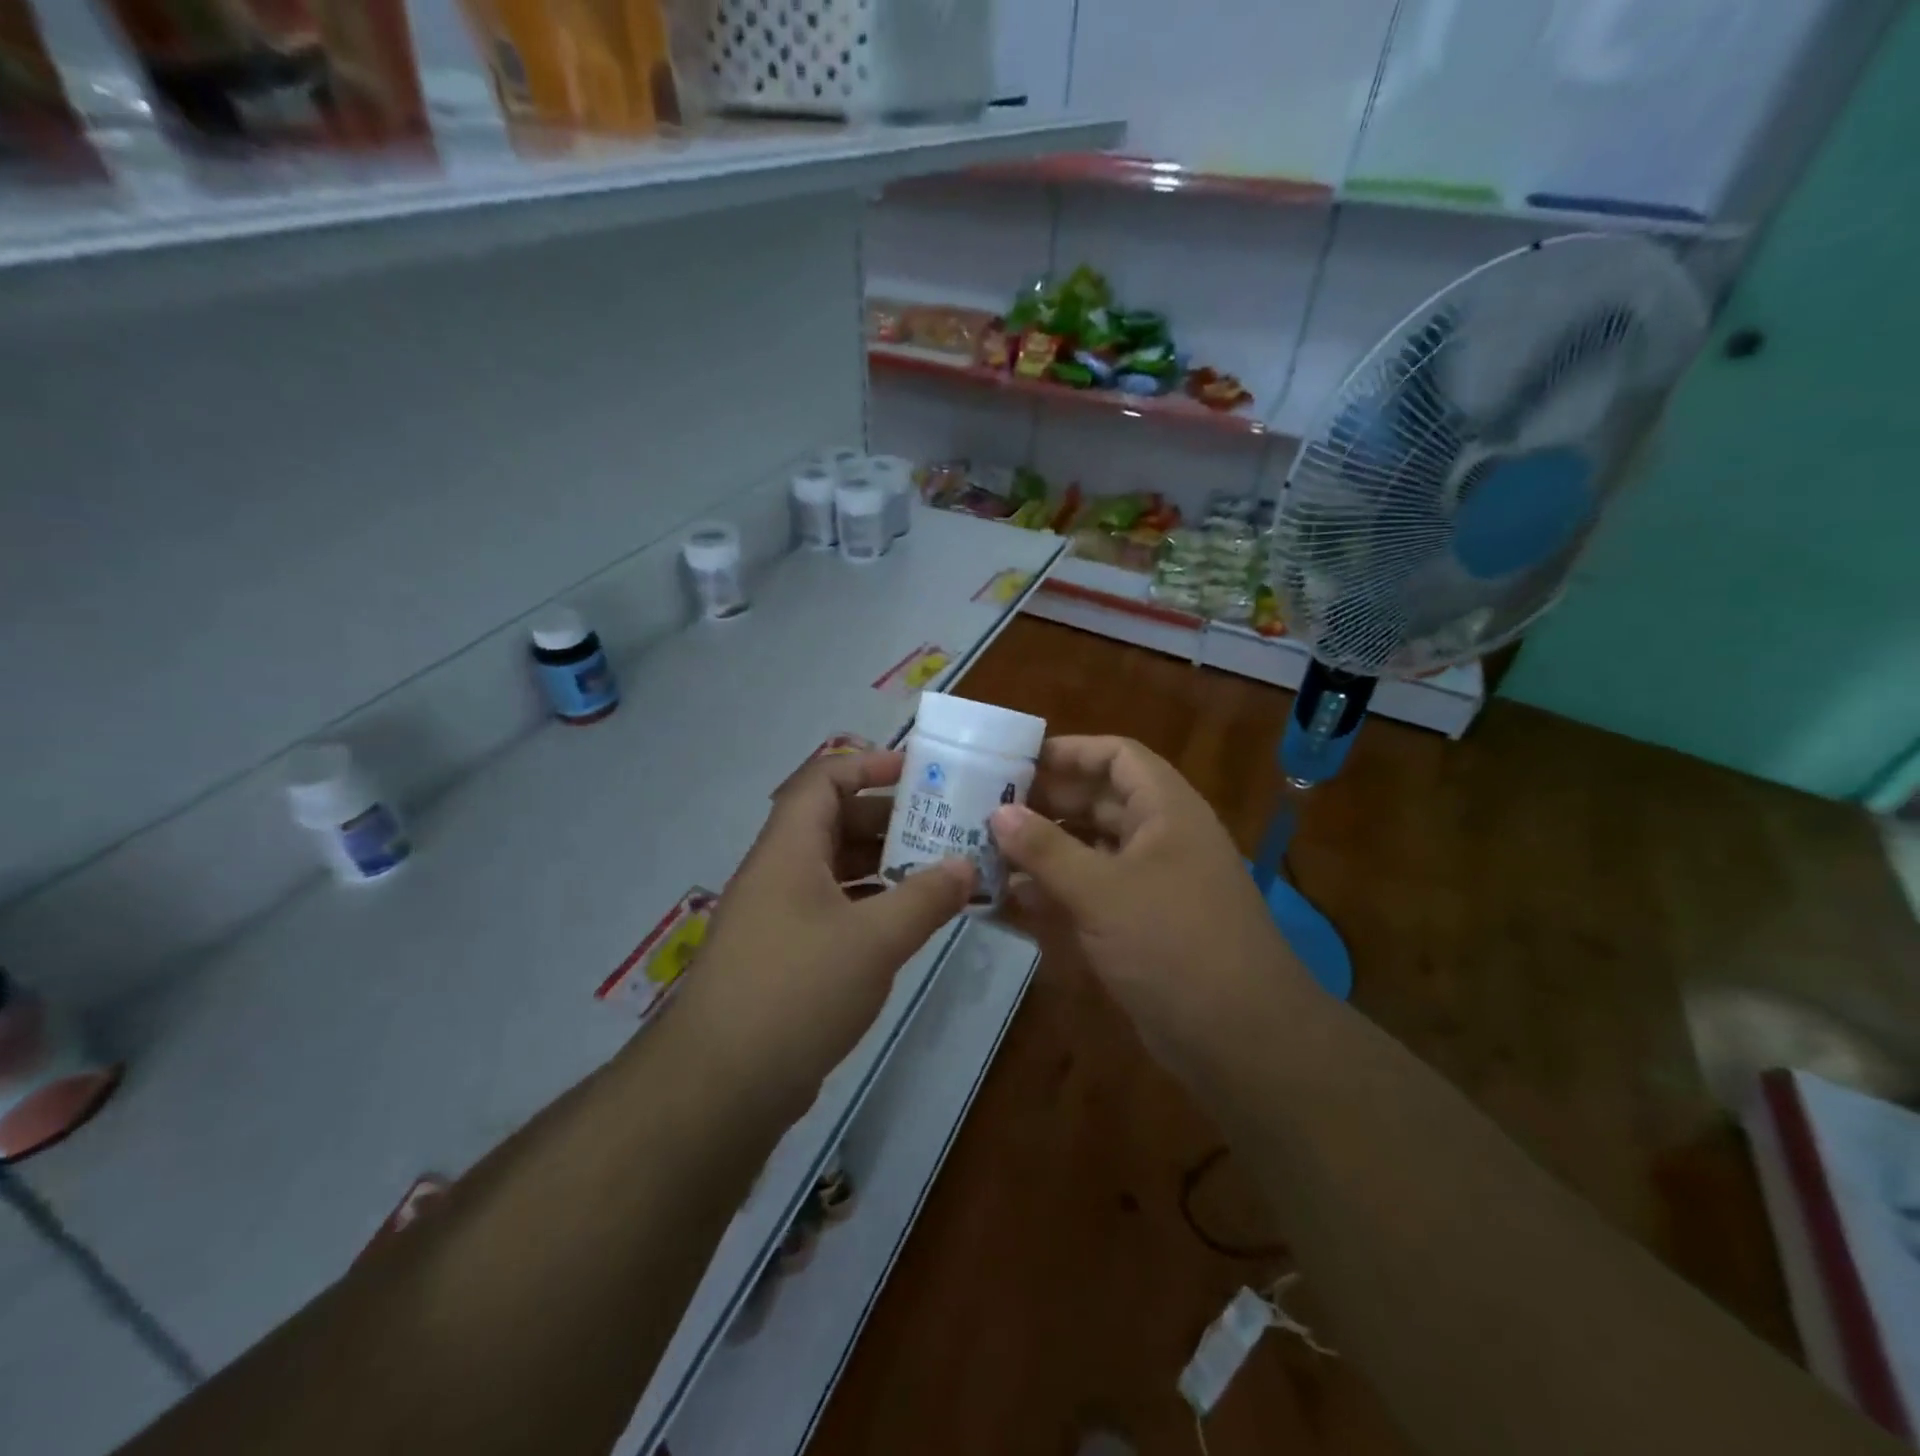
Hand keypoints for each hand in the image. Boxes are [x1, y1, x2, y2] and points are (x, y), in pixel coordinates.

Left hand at [670, 750, 974, 1107]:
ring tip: (937, 869)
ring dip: (882, 864)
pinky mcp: (783, 954)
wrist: (721, 1084)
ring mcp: (778, 915)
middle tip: (943, 826)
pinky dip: (870, 903)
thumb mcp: (875, 939)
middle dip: (888, 818)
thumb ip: (926, 897)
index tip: (920, 774)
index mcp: (789, 848)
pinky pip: (832, 908)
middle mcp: (779, 871)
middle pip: (833, 821)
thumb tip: (967, 865)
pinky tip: (907, 920)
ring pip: (835, 868)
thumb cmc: (798, 989)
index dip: (869, 765)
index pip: (824, 779)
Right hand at [990, 736, 1304, 1067]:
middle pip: (1098, 801)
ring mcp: (1151, 883)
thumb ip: (1046, 850)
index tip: (1015, 762)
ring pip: (1091, 849)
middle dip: (1045, 803)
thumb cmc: (1174, 944)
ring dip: (1045, 850)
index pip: (1116, 756)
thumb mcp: (1102, 892)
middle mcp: (1160, 837)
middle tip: (986, 810)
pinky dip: (1056, 890)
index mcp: (1166, 810)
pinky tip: (1012, 898)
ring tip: (987, 852)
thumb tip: (998, 813)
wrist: (1241, 1039)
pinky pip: (1092, 891)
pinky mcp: (1140, 923)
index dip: (1069, 752)